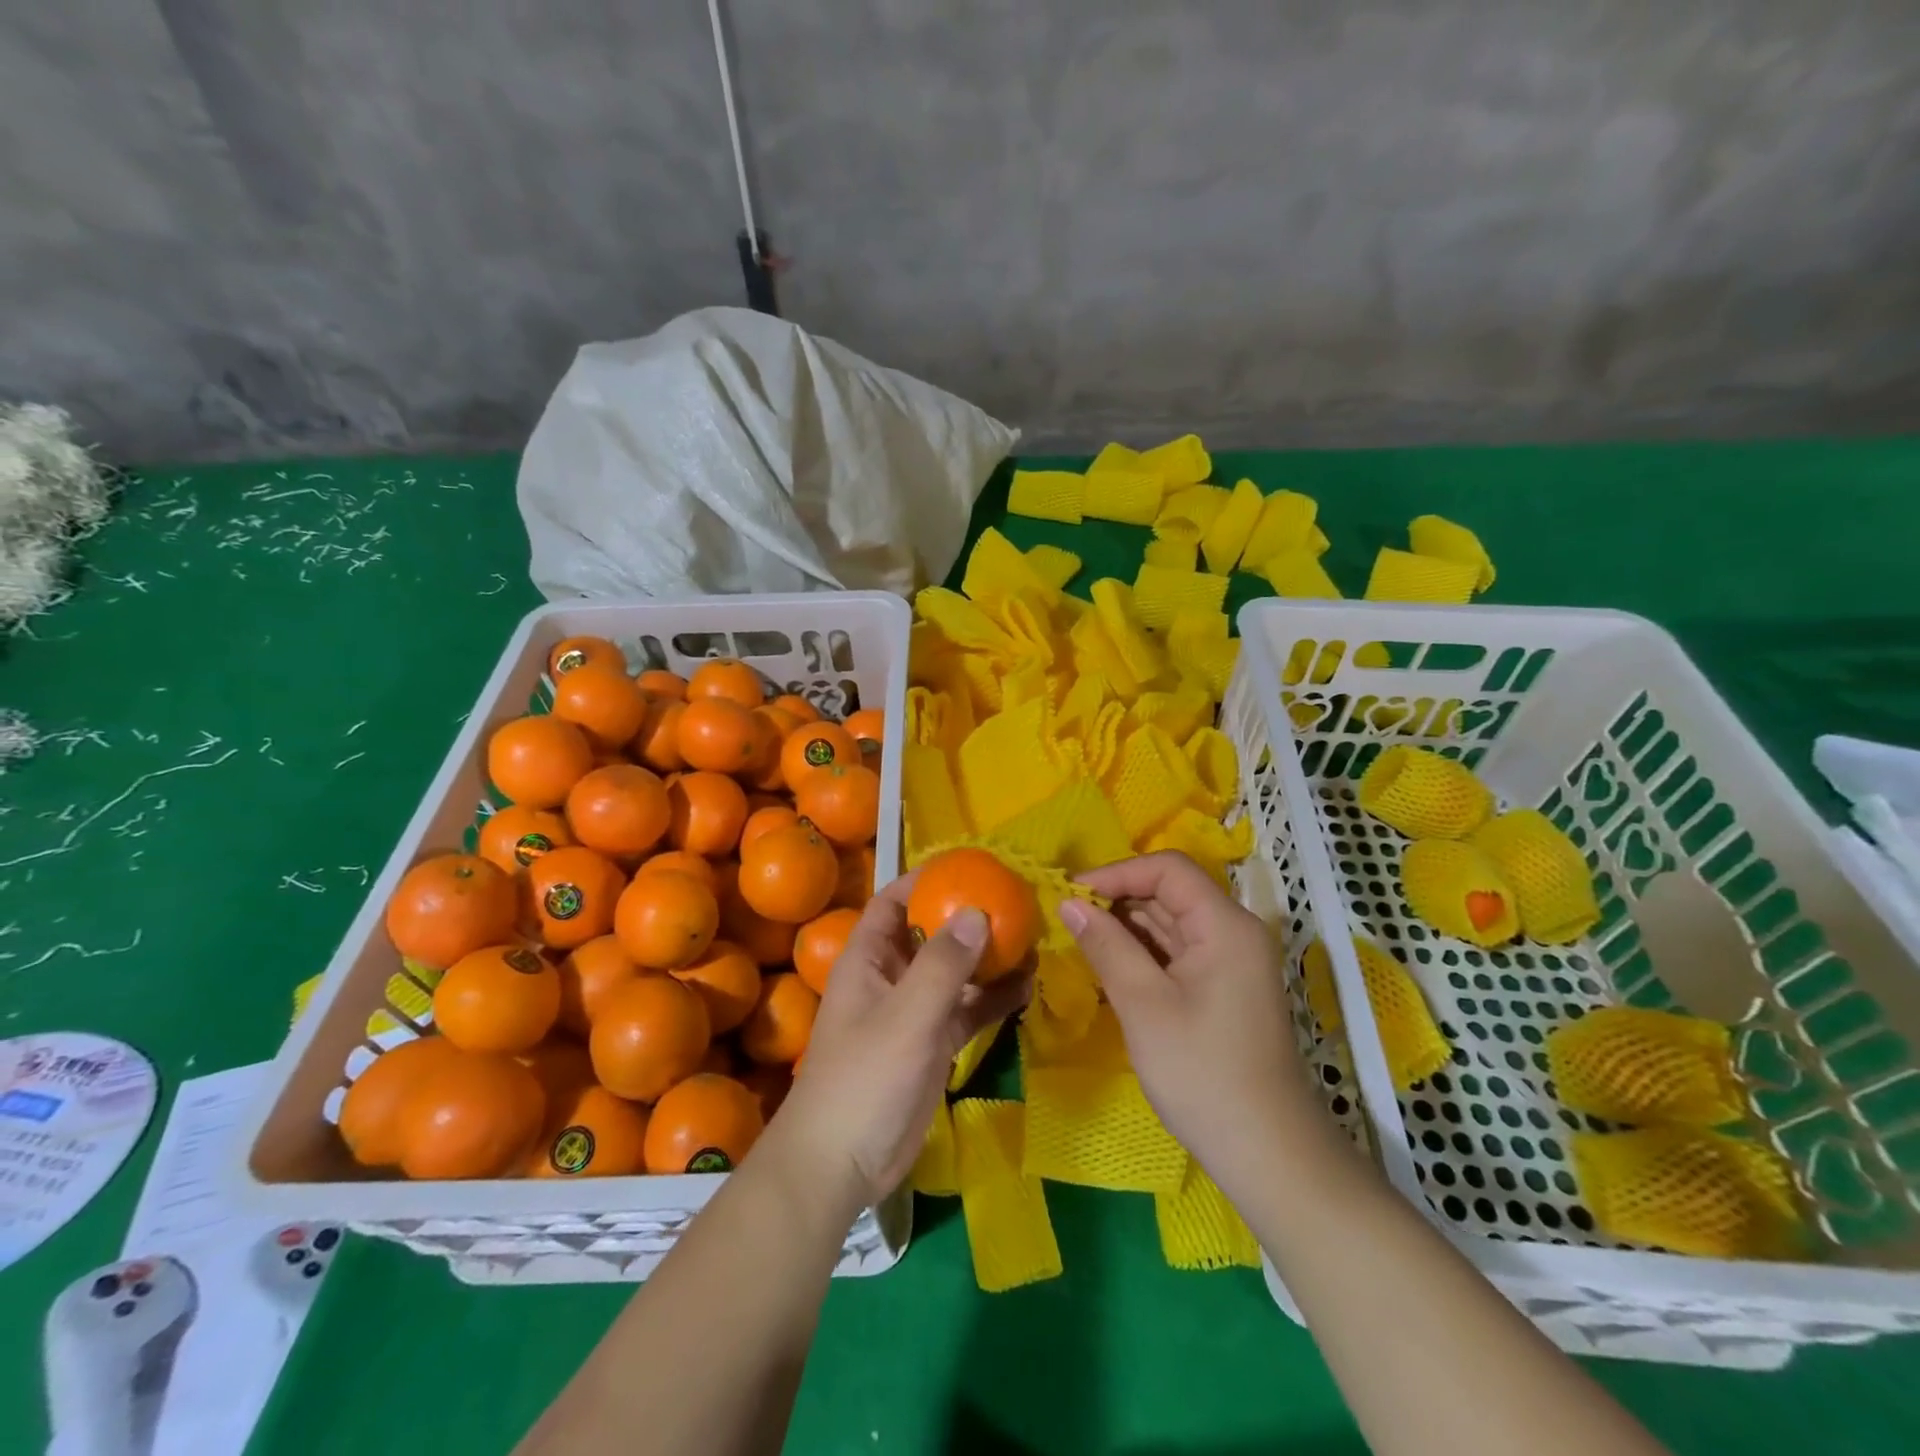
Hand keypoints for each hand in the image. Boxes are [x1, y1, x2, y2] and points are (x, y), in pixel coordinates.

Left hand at [769, 871, 1031, 1211]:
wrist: (841, 1164)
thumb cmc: (864, 1078)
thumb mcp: (906, 1015)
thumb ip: (943, 964)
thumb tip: (978, 911)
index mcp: (869, 959)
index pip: (893, 903)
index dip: (924, 880)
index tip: (968, 866)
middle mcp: (891, 978)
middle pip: (931, 934)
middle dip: (968, 917)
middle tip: (1014, 901)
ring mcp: (913, 1013)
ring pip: (954, 972)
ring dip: (987, 958)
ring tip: (1031, 940)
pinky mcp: (931, 1045)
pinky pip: (966, 1010)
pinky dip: (992, 999)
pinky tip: (1025, 987)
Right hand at [1061, 852, 1339, 1190]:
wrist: (1268, 1153)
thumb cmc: (1203, 1074)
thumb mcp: (1144, 1005)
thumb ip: (1106, 945)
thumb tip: (1069, 902)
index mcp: (1225, 925)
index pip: (1168, 869)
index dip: (1117, 872)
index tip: (1071, 894)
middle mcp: (1234, 932)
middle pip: (1170, 892)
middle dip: (1117, 899)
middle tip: (1067, 918)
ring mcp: (1231, 962)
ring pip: (1171, 922)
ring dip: (1126, 926)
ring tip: (1080, 940)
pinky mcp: (1223, 988)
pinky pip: (1177, 951)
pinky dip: (1142, 952)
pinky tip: (1109, 965)